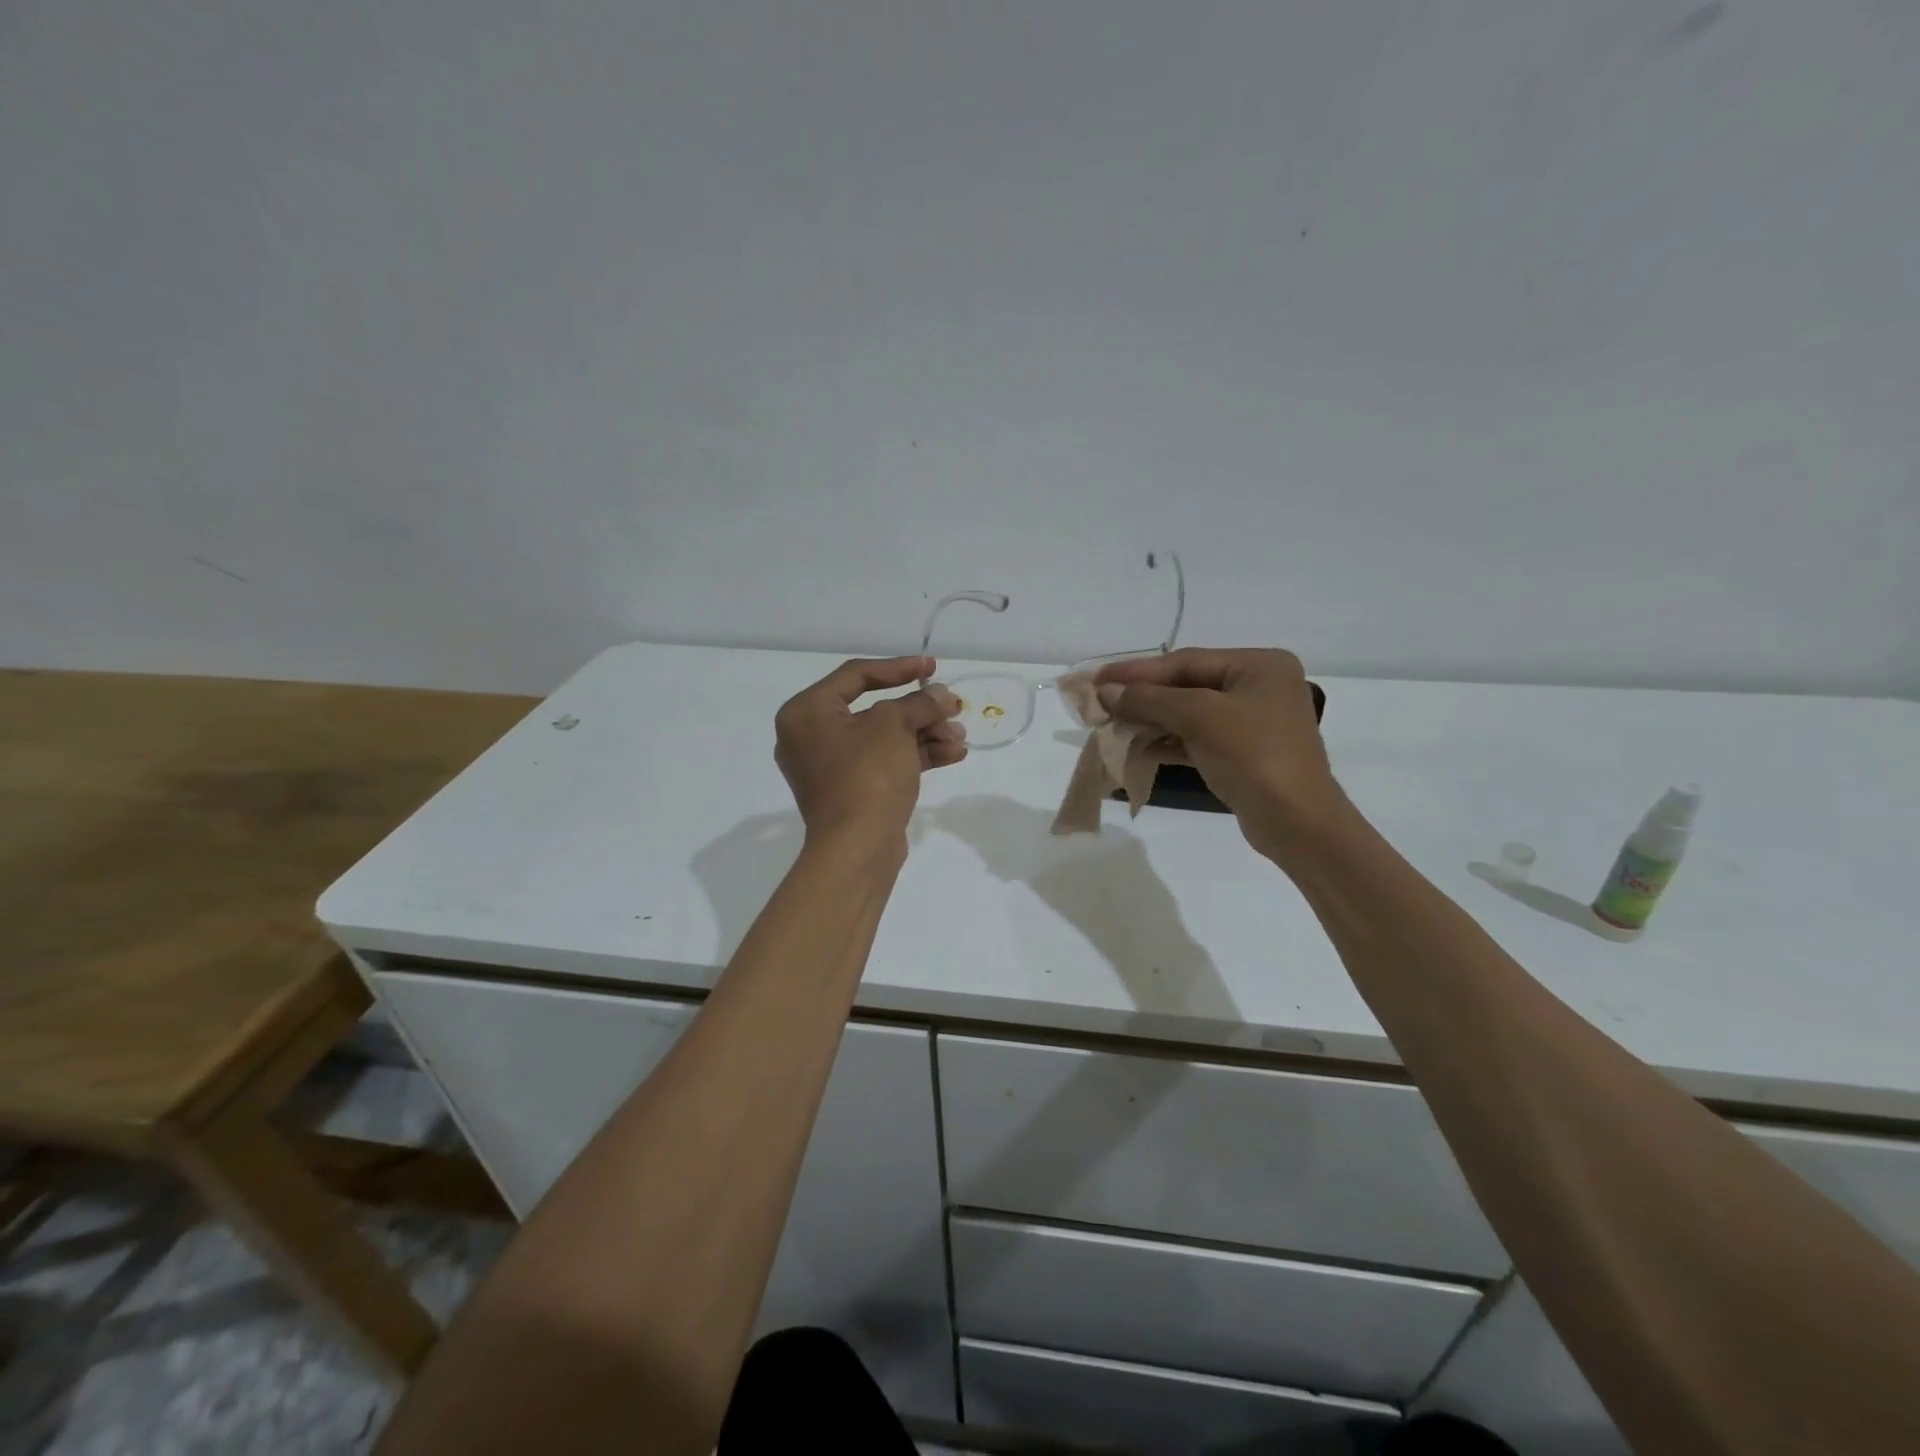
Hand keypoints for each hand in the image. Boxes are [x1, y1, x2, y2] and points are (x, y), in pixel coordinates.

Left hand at [774, 656, 965, 848]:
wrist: (857, 849)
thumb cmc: (867, 775)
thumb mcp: (894, 727)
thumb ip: (919, 703)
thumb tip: (941, 695)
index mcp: (807, 712)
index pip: (856, 676)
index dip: (899, 668)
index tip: (932, 668)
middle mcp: (811, 736)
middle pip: (874, 709)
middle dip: (919, 710)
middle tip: (952, 708)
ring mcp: (830, 767)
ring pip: (883, 738)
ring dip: (924, 734)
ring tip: (960, 737)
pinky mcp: (850, 792)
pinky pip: (884, 763)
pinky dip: (915, 756)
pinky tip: (953, 754)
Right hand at [1095, 648, 1346, 859]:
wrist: (1296, 822)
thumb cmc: (1253, 756)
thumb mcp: (1198, 718)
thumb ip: (1150, 700)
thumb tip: (1106, 692)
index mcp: (1259, 665)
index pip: (1186, 661)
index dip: (1138, 670)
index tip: (1098, 679)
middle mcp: (1259, 686)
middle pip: (1187, 685)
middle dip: (1144, 696)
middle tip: (1101, 702)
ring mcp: (1254, 721)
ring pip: (1190, 713)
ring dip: (1152, 720)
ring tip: (1114, 725)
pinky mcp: (1245, 753)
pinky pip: (1198, 738)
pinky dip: (1169, 742)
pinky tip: (1140, 749)